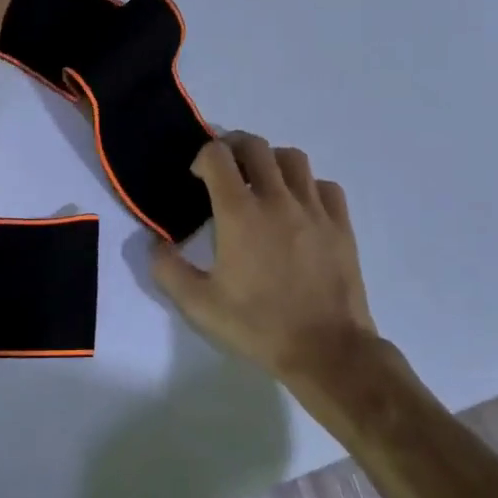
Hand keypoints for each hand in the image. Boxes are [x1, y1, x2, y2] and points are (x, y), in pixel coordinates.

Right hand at [151, 133, 376, 379]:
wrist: (327, 351)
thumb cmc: (259, 325)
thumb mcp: (199, 305)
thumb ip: (168, 269)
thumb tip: (156, 243)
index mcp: (239, 212)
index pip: (217, 155)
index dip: (203, 157)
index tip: (198, 178)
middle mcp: (277, 199)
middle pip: (255, 146)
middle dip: (234, 147)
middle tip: (226, 169)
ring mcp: (313, 208)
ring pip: (293, 158)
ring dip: (272, 161)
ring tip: (263, 183)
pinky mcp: (341, 224)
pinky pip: (325, 186)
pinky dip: (308, 186)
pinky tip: (300, 208)